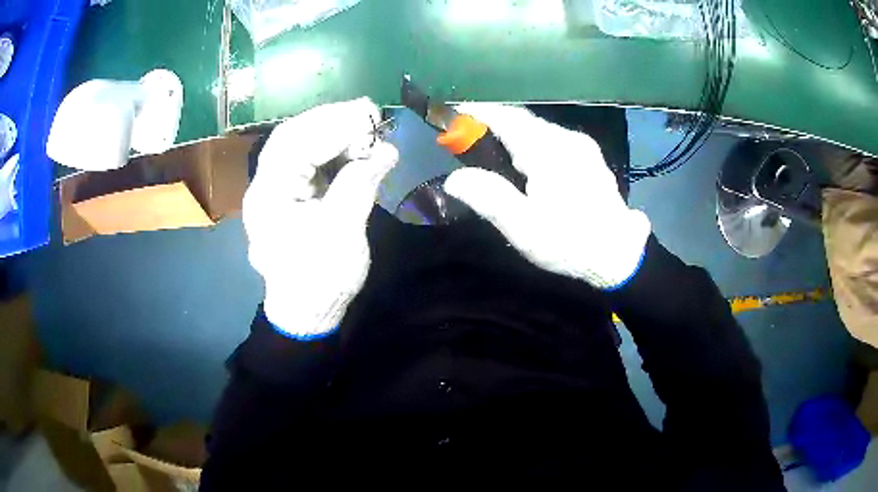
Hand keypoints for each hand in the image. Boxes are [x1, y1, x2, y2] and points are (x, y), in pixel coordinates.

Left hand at [244, 98, 397, 337]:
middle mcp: (266, 186)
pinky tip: (353, 145)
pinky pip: (308, 162)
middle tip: (368, 112)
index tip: (370, 116)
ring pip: (298, 145)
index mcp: (269, 195)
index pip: (295, 145)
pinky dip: (331, 149)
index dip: (333, 126)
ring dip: (330, 131)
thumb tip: (386, 150)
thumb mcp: (343, 232)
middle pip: (292, 137)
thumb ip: (360, 184)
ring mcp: (276, 189)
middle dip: (330, 120)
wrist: (306, 312)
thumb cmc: (320, 280)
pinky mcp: (290, 195)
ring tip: (364, 124)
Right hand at [444, 104, 649, 289]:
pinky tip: (526, 164)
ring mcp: (582, 145)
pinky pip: (551, 139)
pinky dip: (530, 143)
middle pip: (522, 121)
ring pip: (537, 129)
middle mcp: (567, 139)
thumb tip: (455, 178)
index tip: (452, 114)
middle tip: (466, 141)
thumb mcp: (525, 229)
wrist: (620, 255)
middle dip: (491, 125)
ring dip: (511, 135)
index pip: (507, 118)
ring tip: (492, 154)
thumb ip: (489, 198)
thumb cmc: (570, 244)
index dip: (477, 112)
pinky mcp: (590, 156)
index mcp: (549, 152)